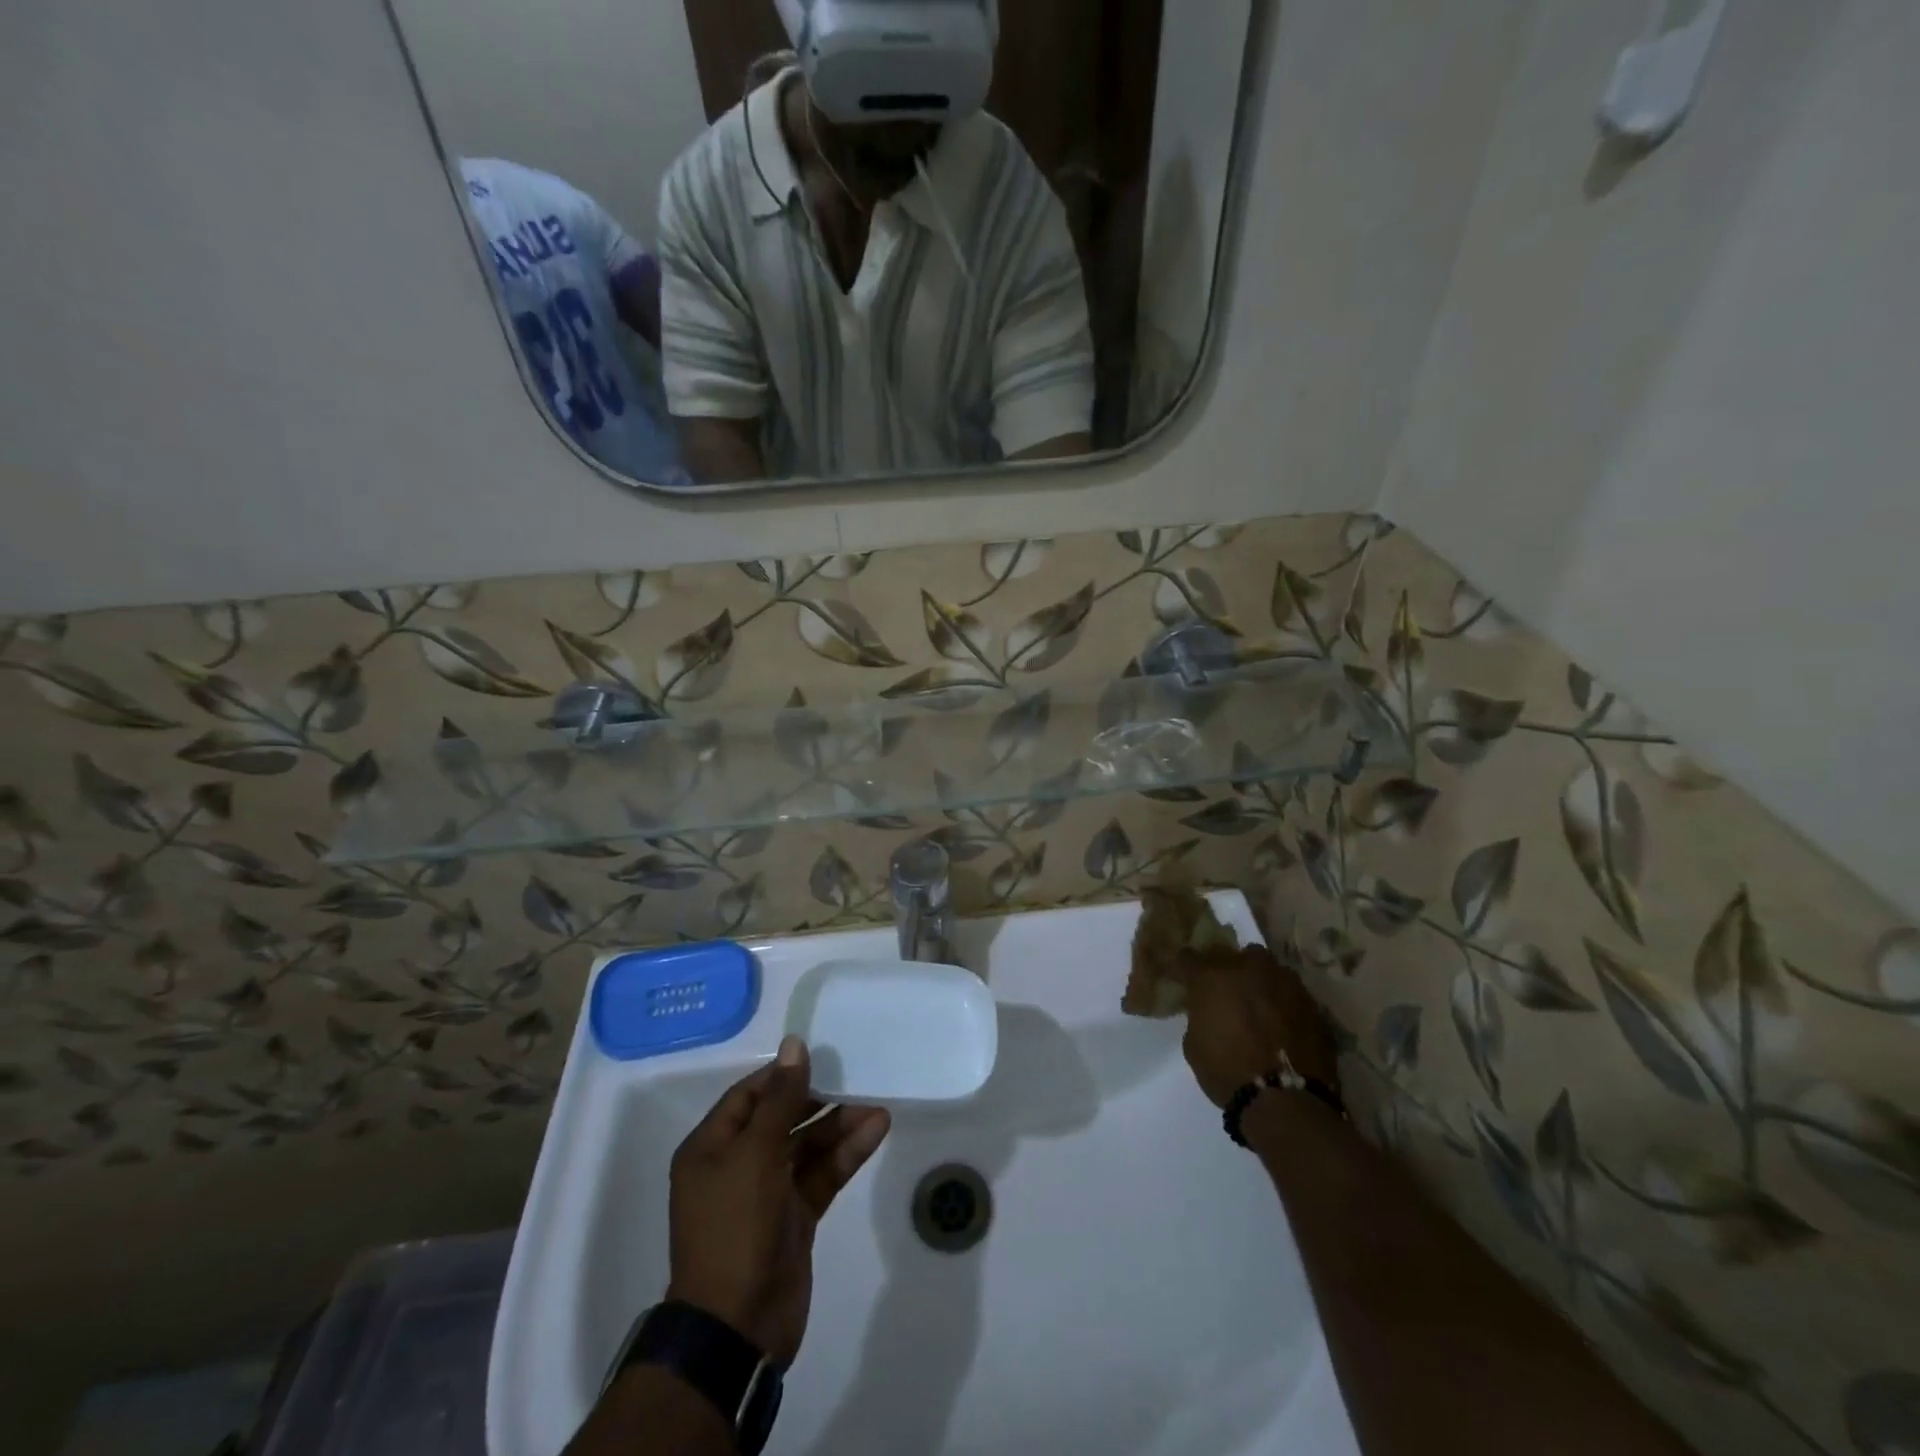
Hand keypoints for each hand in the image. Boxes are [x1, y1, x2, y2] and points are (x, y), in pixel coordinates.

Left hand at [666, 1035, 889, 1365]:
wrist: (737, 1327)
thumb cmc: (734, 1227)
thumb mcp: (755, 1154)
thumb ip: (781, 1099)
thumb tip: (794, 1044)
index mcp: (711, 1148)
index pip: (749, 1096)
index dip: (783, 1074)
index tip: (820, 1055)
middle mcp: (736, 1165)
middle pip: (781, 1118)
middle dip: (817, 1098)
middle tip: (854, 1075)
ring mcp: (767, 1193)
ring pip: (807, 1146)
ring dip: (839, 1125)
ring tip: (875, 1102)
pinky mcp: (794, 1217)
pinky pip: (822, 1174)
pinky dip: (847, 1153)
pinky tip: (876, 1129)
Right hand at [1181, 943, 1338, 1107]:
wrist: (1285, 1100)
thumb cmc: (1227, 1072)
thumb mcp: (1194, 1044)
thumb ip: (1199, 1016)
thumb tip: (1207, 1011)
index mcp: (1212, 977)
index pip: (1188, 958)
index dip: (1182, 967)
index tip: (1179, 975)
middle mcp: (1248, 969)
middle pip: (1231, 954)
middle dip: (1225, 967)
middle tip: (1222, 988)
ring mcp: (1283, 982)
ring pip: (1266, 966)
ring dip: (1257, 978)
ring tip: (1256, 1000)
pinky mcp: (1310, 1002)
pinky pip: (1289, 991)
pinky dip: (1281, 1000)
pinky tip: (1280, 1020)